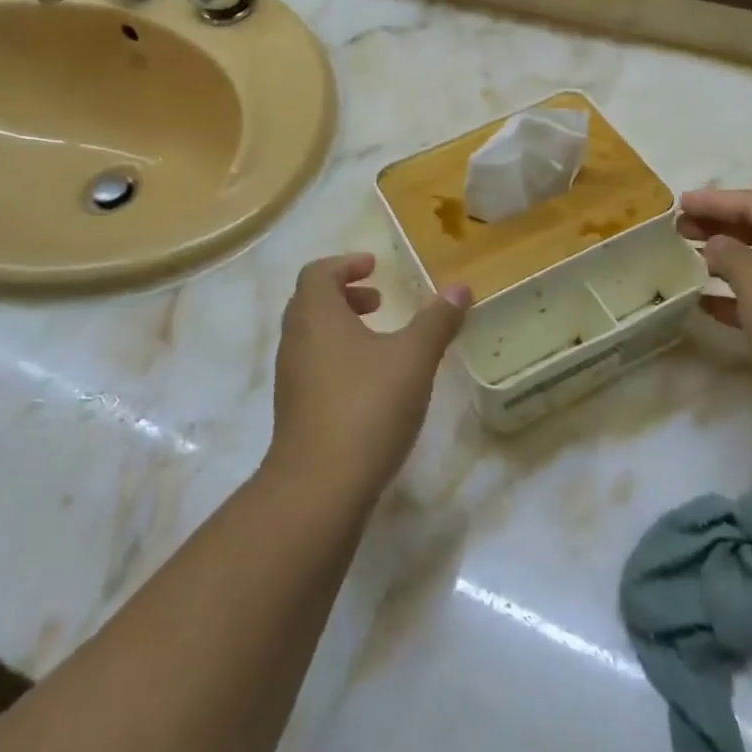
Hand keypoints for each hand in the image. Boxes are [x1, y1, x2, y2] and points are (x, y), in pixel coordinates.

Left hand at [265, 253, 469, 504]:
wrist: (320, 486)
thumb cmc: (367, 406)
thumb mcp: (413, 358)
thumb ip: (437, 320)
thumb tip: (460, 287)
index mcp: (316, 315)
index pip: (318, 272)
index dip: (346, 264)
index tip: (375, 268)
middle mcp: (295, 339)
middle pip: (311, 302)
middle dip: (345, 295)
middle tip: (380, 301)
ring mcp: (290, 377)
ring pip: (311, 336)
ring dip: (342, 327)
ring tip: (381, 342)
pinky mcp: (294, 410)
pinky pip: (313, 366)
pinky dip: (338, 357)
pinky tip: (370, 383)